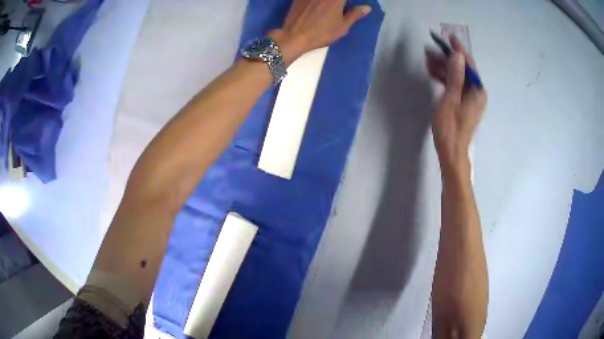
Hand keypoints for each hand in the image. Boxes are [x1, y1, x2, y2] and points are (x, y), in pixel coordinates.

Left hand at [270, 0, 371, 64]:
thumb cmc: (321, 33)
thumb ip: (355, 14)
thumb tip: (367, 7)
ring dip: (327, 3)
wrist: (294, 36)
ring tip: (328, 11)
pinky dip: (315, 2)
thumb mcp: (342, 26)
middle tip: (340, 9)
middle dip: (339, 3)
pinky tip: (315, 8)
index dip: (348, 2)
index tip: (349, 6)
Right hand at [426, 36, 486, 175]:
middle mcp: (476, 93)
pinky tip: (433, 74)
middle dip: (446, 59)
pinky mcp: (463, 104)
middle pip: (461, 69)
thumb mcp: (450, 99)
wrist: (451, 154)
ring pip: (456, 76)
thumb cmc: (450, 128)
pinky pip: (454, 86)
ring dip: (443, 68)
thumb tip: (457, 55)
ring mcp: (470, 99)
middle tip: (429, 51)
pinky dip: (444, 79)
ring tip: (427, 62)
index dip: (458, 50)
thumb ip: (455, 76)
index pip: (468, 64)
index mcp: (477, 91)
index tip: (448, 37)